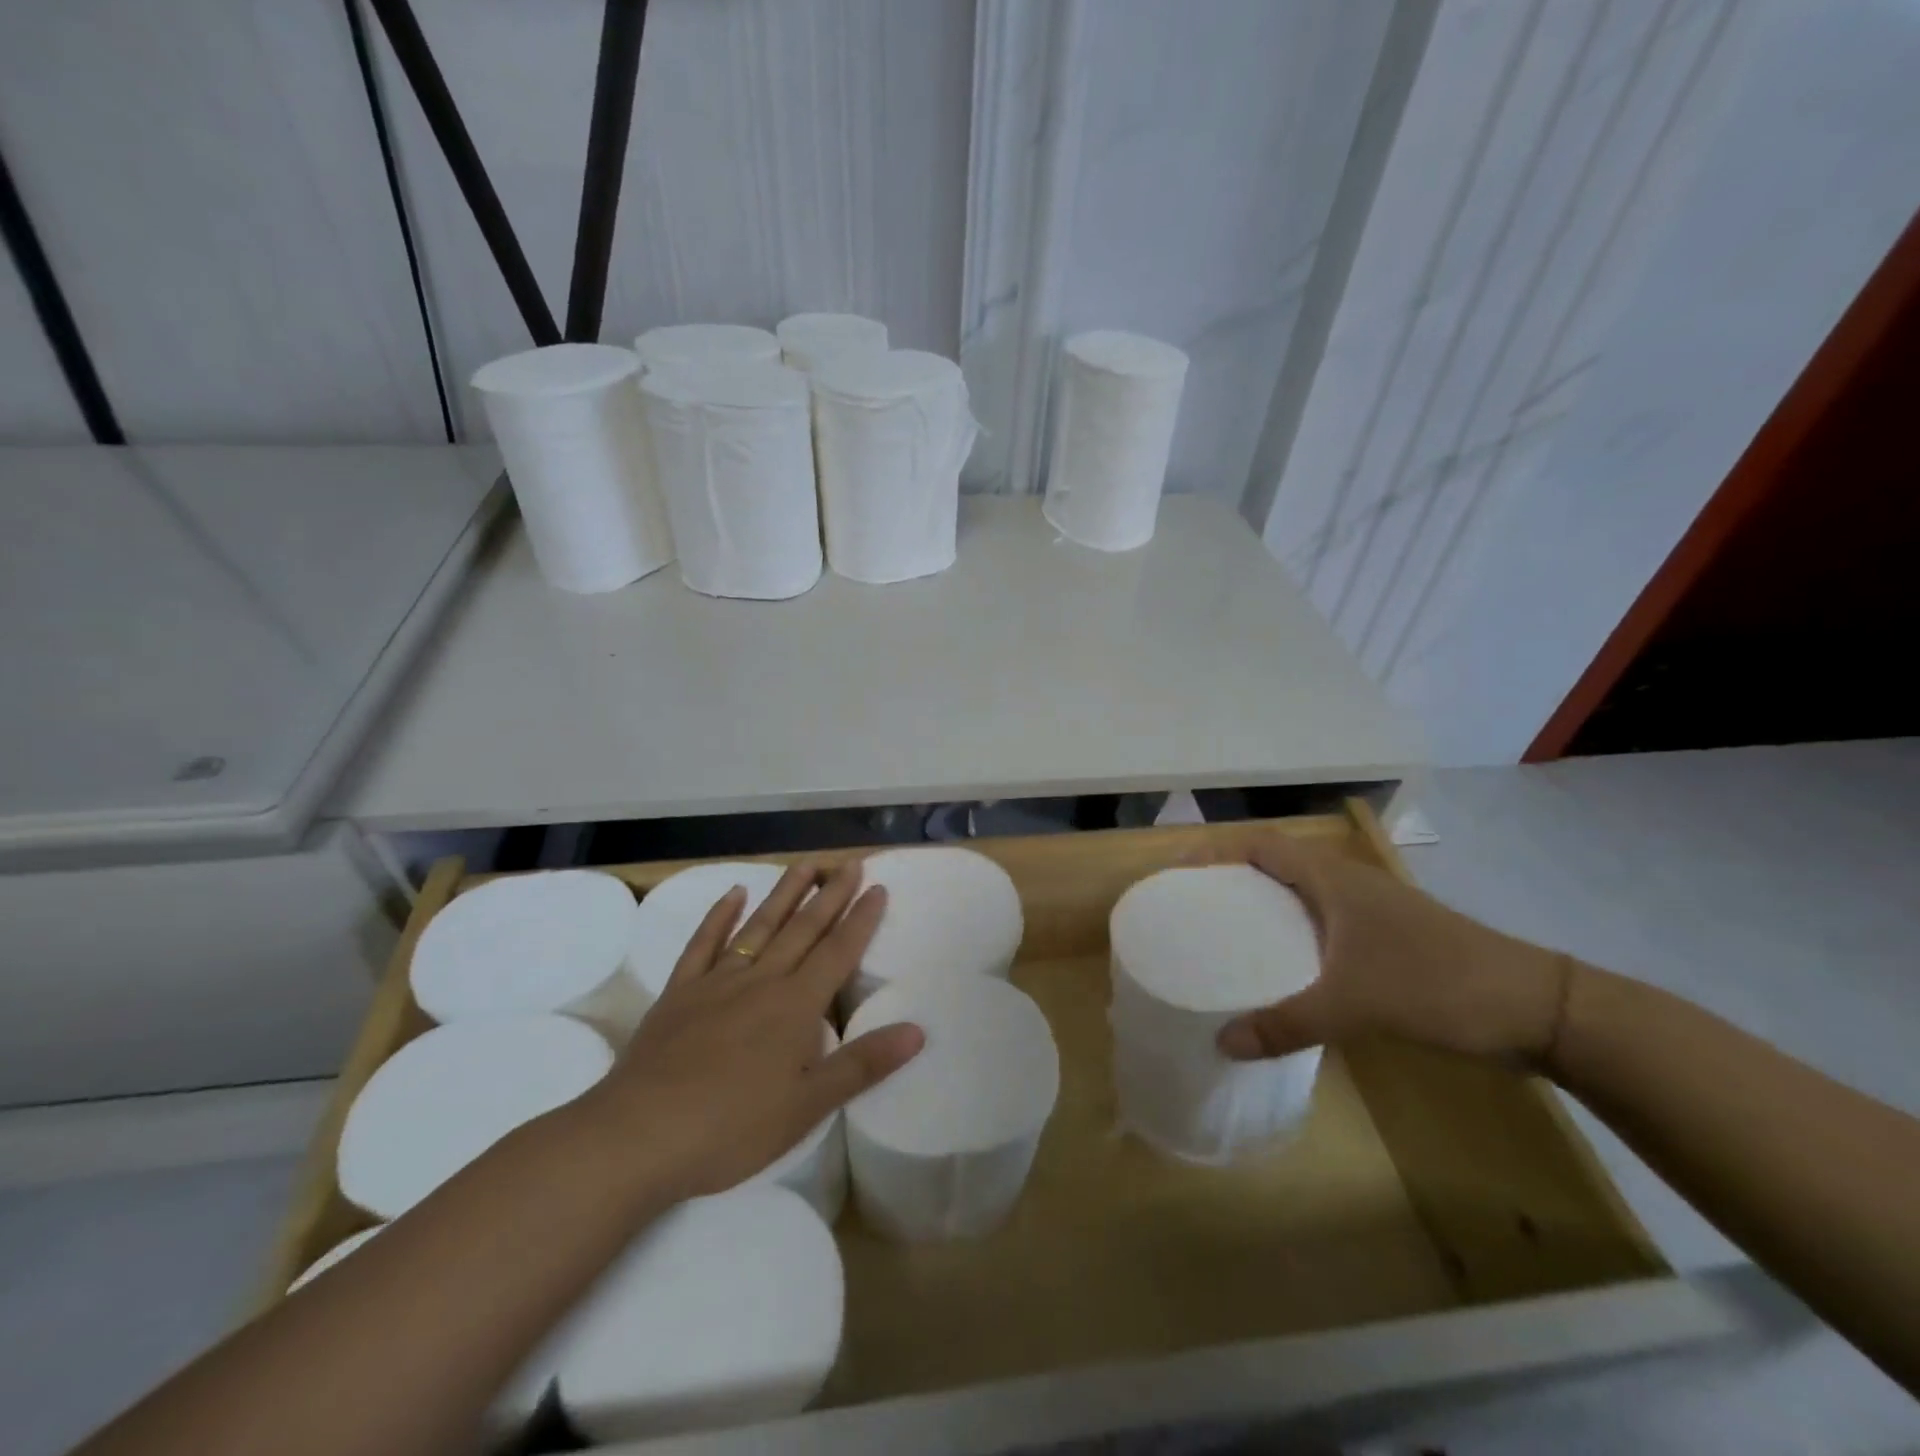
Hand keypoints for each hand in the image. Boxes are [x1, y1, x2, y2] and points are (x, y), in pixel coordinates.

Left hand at [580, 859, 923, 1204]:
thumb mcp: (808, 1106)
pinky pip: (704, 944)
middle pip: (803, 929)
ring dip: (784, 894)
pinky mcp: (679, 992)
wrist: (639, 1135)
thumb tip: (917, 1030)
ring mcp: (717, 982)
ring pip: (759, 926)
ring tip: (806, 865)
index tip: (878, 887)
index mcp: (795, 1006)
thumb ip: (862, 1064)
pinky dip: (719, 916)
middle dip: (830, 895)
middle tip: (850, 864)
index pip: (838, 952)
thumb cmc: (732, 1127)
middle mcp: (761, 981)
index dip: (861, 919)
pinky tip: (732, 894)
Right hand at [1214, 834, 1571, 1067]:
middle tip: (1192, 909)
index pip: (1261, 846)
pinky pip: (1322, 927)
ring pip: (1300, 898)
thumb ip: (1286, 1024)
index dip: (1217, 850)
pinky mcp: (1387, 941)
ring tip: (1224, 938)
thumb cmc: (1438, 984)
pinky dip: (1292, 937)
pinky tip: (1282, 972)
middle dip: (1232, 880)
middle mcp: (1347, 885)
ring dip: (1263, 909)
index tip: (1179, 873)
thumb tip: (1221, 1043)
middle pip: (1275, 867)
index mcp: (1333, 880)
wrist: (1539, 1009)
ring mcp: (1371, 913)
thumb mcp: (1355, 1005)